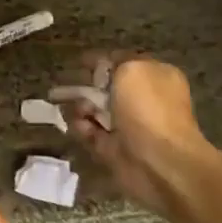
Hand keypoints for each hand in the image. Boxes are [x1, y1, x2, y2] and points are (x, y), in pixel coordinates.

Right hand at [53, 54, 216, 214]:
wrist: (159, 162)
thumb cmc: (148, 109)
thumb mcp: (132, 69)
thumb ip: (115, 60)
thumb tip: (102, 66)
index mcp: (155, 77)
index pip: (123, 63)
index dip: (100, 61)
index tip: (78, 62)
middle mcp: (144, 100)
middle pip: (105, 88)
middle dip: (84, 85)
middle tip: (62, 85)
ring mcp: (129, 125)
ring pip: (94, 110)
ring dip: (80, 107)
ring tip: (80, 111)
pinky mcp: (114, 148)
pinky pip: (90, 132)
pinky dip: (82, 128)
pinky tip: (82, 127)